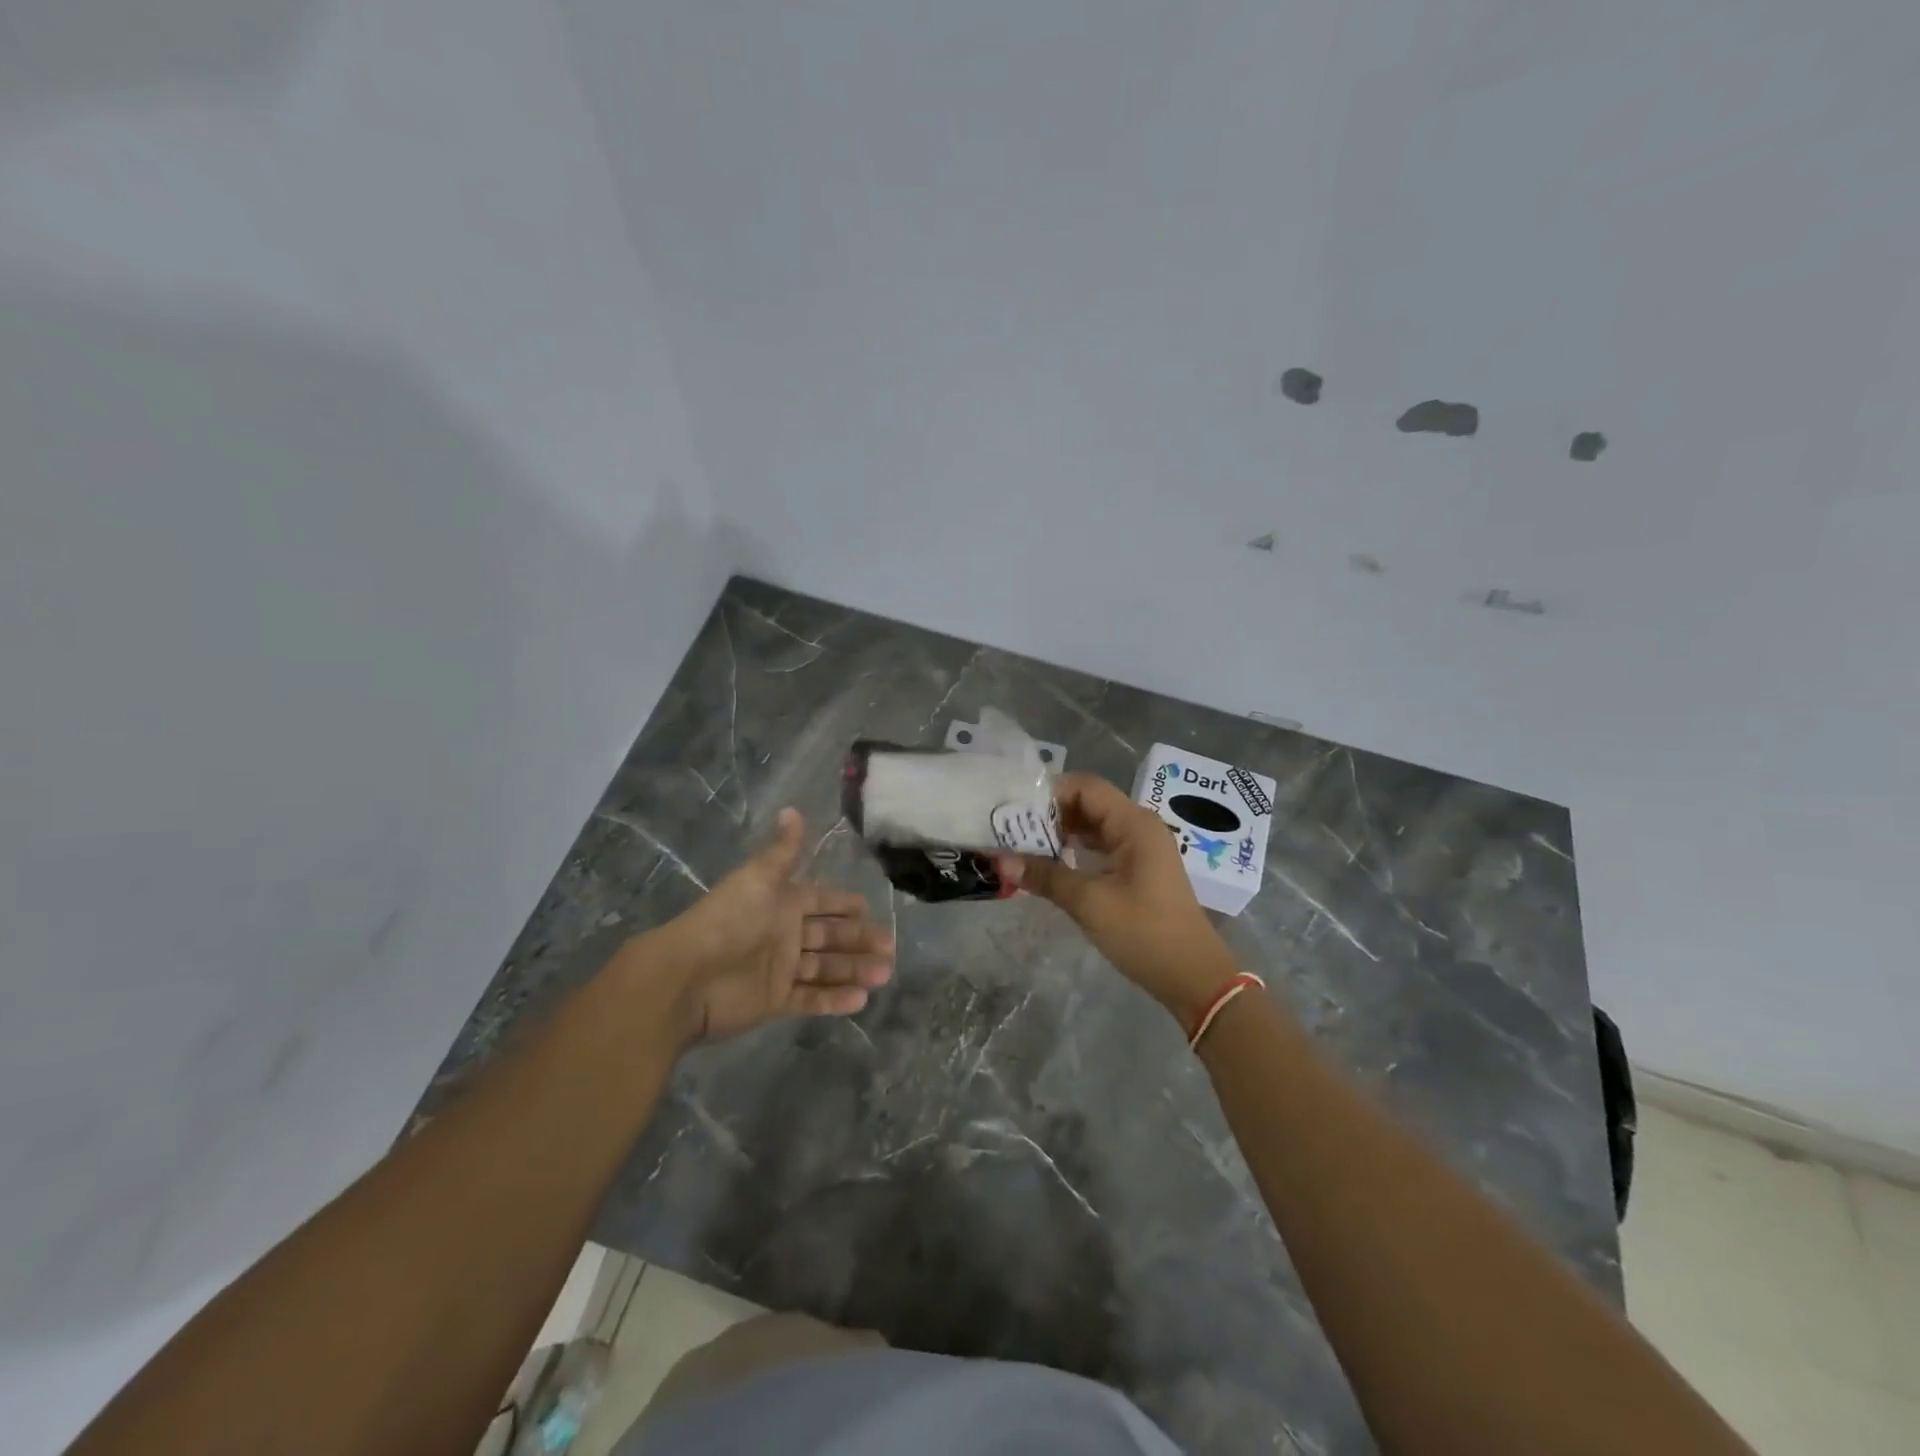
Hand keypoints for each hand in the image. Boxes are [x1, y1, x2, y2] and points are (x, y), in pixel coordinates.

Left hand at [639, 808, 894, 1045]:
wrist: (687, 977)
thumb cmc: (727, 921)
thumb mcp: (758, 878)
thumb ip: (782, 851)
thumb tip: (792, 809)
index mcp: (781, 904)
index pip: (820, 901)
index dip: (843, 904)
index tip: (869, 908)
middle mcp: (784, 934)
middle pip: (830, 936)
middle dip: (859, 940)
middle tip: (890, 948)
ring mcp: (780, 969)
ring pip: (826, 968)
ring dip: (855, 970)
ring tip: (885, 974)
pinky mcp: (774, 1001)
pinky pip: (810, 999)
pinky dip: (834, 1000)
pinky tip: (861, 1000)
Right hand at [996, 773, 1235, 1024]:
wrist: (1193, 977)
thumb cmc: (1145, 933)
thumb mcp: (1090, 903)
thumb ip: (1045, 876)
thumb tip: (999, 860)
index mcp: (1133, 823)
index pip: (1085, 786)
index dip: (1049, 793)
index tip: (1014, 810)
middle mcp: (1138, 827)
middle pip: (1087, 803)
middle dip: (1049, 814)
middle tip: (1010, 829)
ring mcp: (1139, 848)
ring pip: (1092, 826)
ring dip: (1059, 833)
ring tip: (1021, 846)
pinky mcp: (1137, 869)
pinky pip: (1100, 847)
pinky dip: (1074, 850)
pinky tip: (1048, 865)